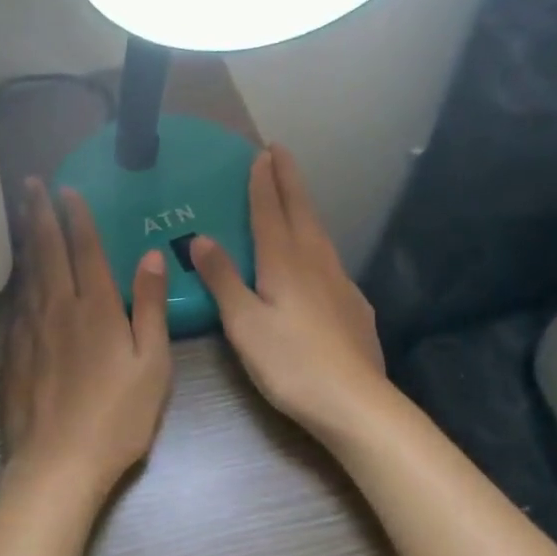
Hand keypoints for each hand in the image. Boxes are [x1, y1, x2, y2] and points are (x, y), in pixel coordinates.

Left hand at [1, 179, 172, 498]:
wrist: (57, 463)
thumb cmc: (117, 417)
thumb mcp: (152, 364)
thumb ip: (150, 307)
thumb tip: (151, 256)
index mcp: (95, 307)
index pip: (84, 248)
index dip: (76, 216)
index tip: (67, 188)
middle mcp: (57, 307)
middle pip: (46, 250)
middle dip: (39, 213)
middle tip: (29, 184)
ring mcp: (29, 329)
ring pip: (27, 272)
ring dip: (26, 238)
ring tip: (22, 213)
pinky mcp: (12, 352)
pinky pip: (16, 302)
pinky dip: (19, 278)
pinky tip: (19, 276)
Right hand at [190, 145, 391, 442]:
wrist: (355, 403)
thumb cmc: (290, 362)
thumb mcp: (243, 323)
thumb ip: (222, 279)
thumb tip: (201, 238)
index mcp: (284, 262)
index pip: (271, 211)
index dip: (263, 182)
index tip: (261, 153)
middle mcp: (315, 262)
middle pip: (301, 211)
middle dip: (289, 179)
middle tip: (280, 152)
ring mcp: (340, 283)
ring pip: (319, 233)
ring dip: (304, 206)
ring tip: (294, 194)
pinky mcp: (353, 305)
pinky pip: (329, 259)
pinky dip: (316, 242)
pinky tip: (315, 259)